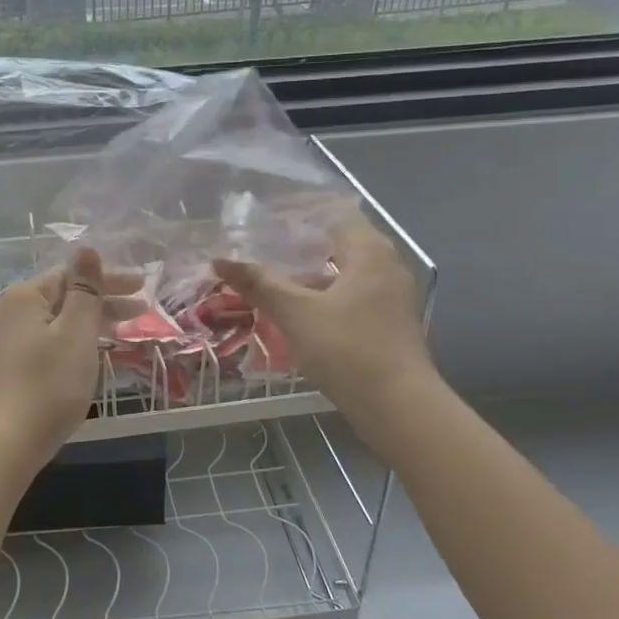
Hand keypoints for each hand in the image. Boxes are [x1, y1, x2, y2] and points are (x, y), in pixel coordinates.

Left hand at [0, 249, 139, 464]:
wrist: (2, 445)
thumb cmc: (49, 385)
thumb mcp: (76, 333)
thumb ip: (84, 290)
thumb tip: (85, 249)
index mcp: (23, 298)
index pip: (71, 276)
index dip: (109, 281)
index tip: (142, 289)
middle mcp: (0, 314)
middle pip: (58, 301)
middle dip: (100, 305)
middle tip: (139, 314)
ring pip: (45, 327)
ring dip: (80, 328)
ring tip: (112, 339)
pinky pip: (31, 350)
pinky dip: (57, 349)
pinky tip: (71, 364)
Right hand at [213, 217, 432, 414]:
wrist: (398, 407)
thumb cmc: (348, 349)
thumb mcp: (296, 314)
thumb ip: (259, 284)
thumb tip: (220, 260)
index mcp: (370, 252)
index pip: (334, 213)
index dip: (299, 212)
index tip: (265, 217)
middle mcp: (387, 266)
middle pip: (340, 242)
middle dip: (301, 244)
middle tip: (262, 247)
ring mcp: (392, 297)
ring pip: (345, 272)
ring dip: (311, 273)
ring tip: (273, 278)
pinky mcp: (389, 323)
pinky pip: (352, 295)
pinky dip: (325, 295)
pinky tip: (299, 311)